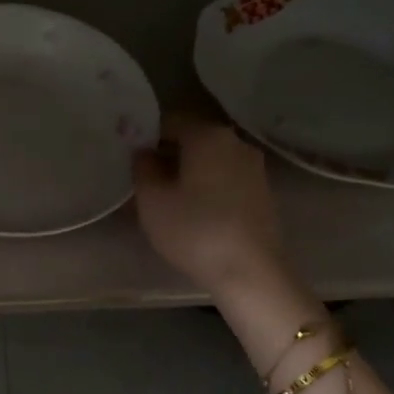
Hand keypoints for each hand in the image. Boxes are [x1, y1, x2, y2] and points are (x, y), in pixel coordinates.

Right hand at [132, 113, 286, 296]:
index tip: (131, 162)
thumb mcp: (152, 200)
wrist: (251, 272)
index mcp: (208, 135)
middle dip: (167, 156)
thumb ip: (142, 168)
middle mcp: (235, 142)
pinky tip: (195, 213)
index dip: (146, 138)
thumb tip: (144, 152)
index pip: (169, 122)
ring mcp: (254, 168)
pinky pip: (226, 180)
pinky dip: (208, 188)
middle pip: (192, 140)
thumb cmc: (194, 230)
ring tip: (167, 201)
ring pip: (210, 161)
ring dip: (188, 174)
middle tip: (144, 182)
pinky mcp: (262, 193)